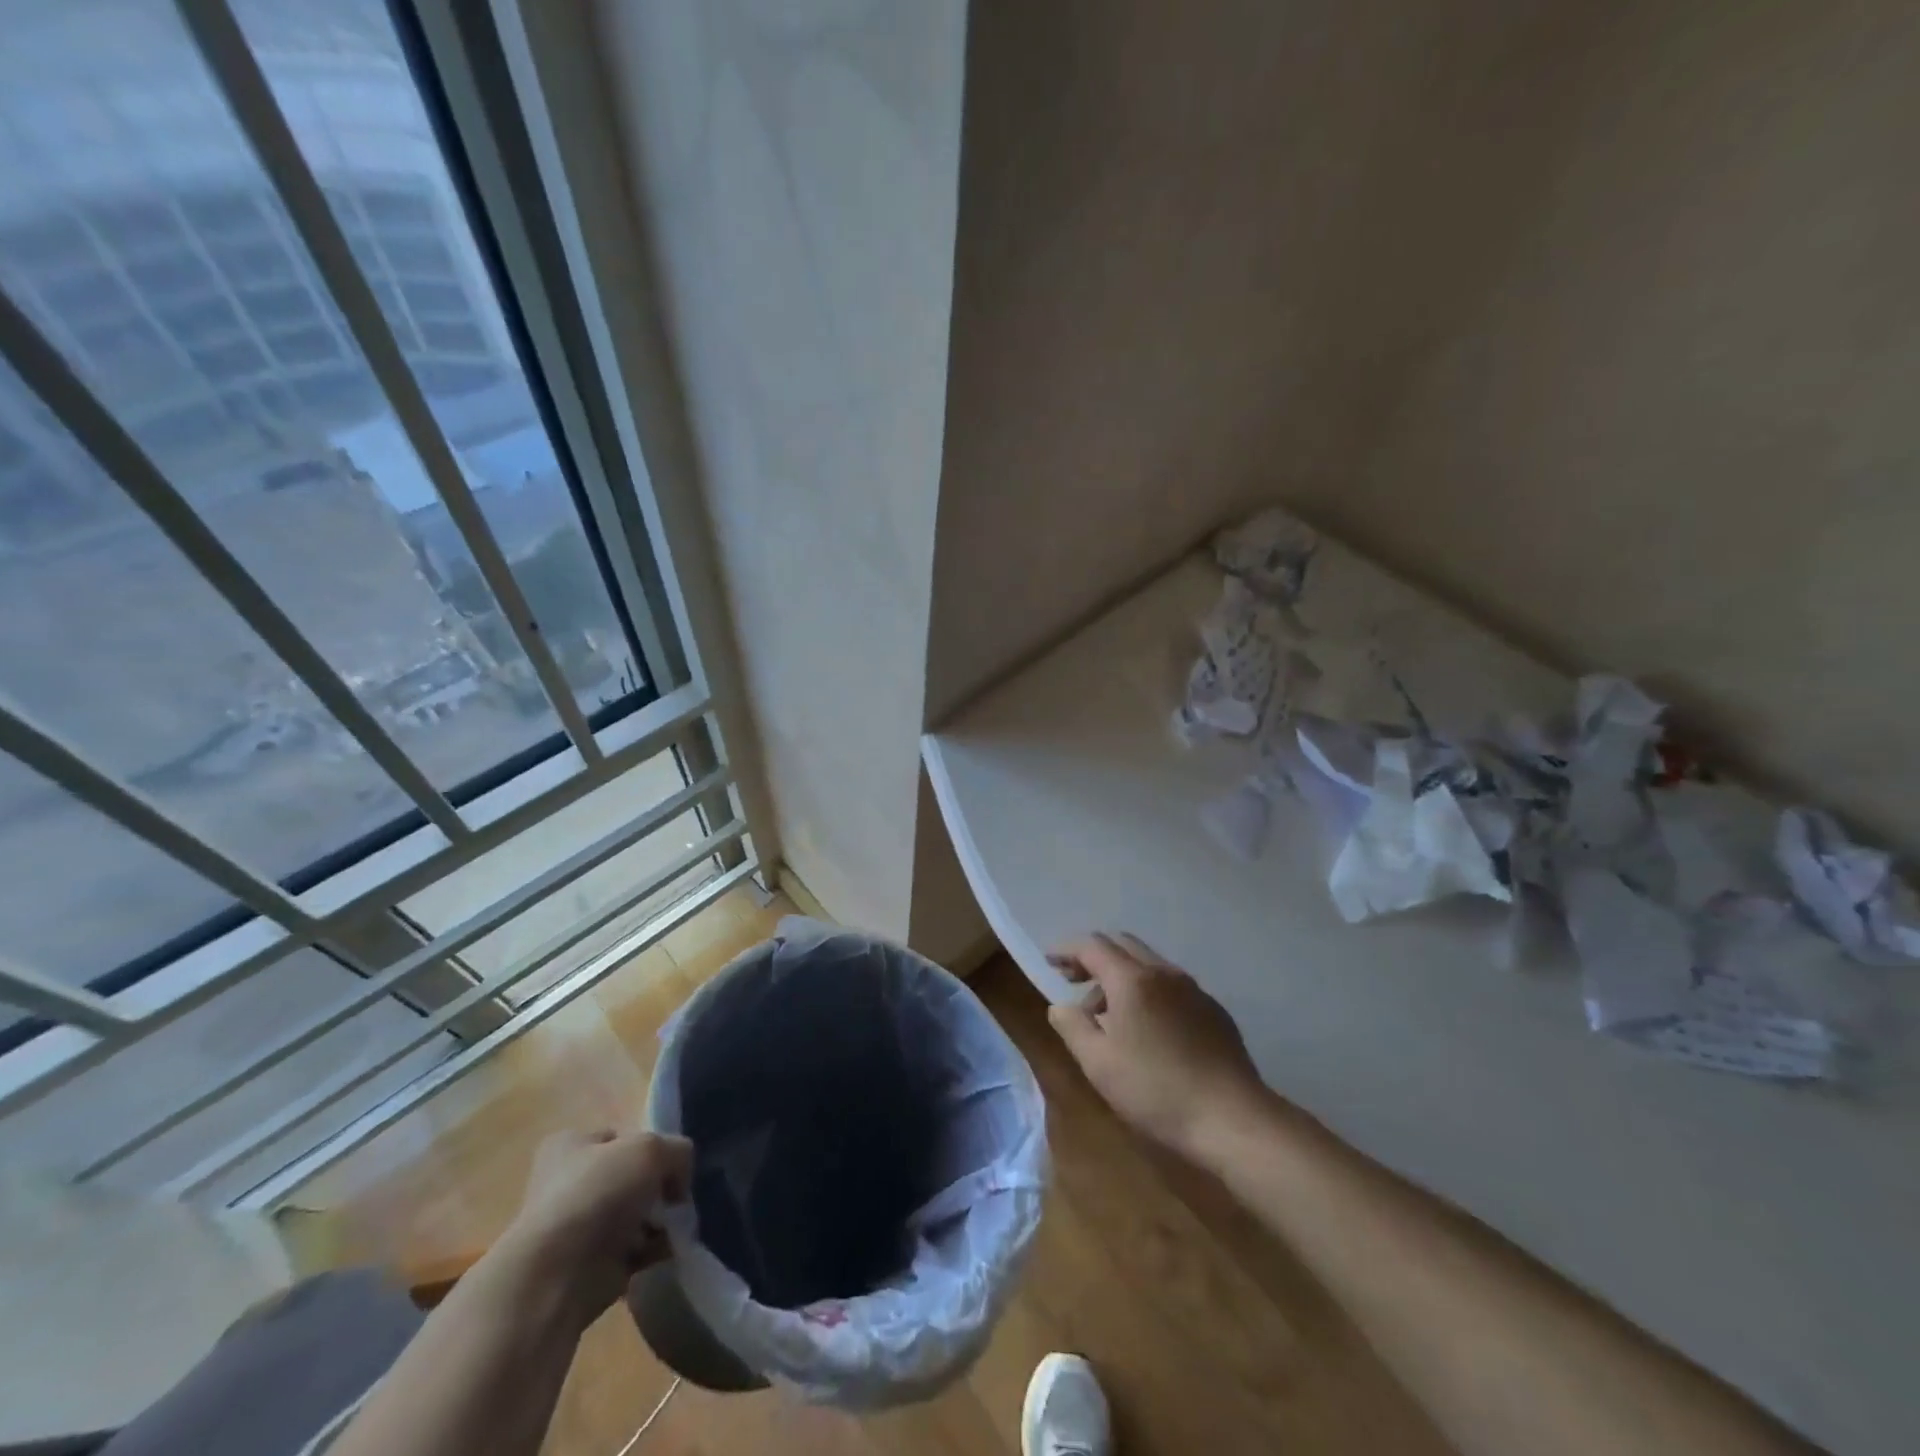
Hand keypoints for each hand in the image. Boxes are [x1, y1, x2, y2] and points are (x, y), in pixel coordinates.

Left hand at [497, 1129, 693, 1316]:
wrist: (556, 1277)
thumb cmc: (598, 1194)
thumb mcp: (651, 1148)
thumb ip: (677, 1151)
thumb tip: (678, 1180)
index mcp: (570, 1146)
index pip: (622, 1137)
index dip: (651, 1147)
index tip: (670, 1164)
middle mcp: (569, 1184)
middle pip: (631, 1178)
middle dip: (658, 1189)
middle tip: (677, 1199)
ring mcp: (578, 1228)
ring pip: (635, 1215)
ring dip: (660, 1221)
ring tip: (676, 1227)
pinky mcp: (589, 1267)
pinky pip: (635, 1251)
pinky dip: (654, 1250)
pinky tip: (668, 1249)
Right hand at [1048, 933, 1271, 1160]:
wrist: (1232, 1118)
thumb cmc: (1155, 1090)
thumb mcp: (1098, 1063)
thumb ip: (1072, 1026)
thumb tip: (1061, 1007)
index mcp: (1132, 979)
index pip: (1092, 945)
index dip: (1067, 949)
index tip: (1050, 962)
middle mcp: (1163, 972)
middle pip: (1122, 945)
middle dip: (1094, 957)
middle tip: (1074, 981)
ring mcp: (1193, 989)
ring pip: (1148, 964)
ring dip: (1121, 975)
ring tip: (1108, 1013)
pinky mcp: (1213, 1010)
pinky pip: (1171, 985)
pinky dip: (1148, 991)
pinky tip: (1148, 1028)